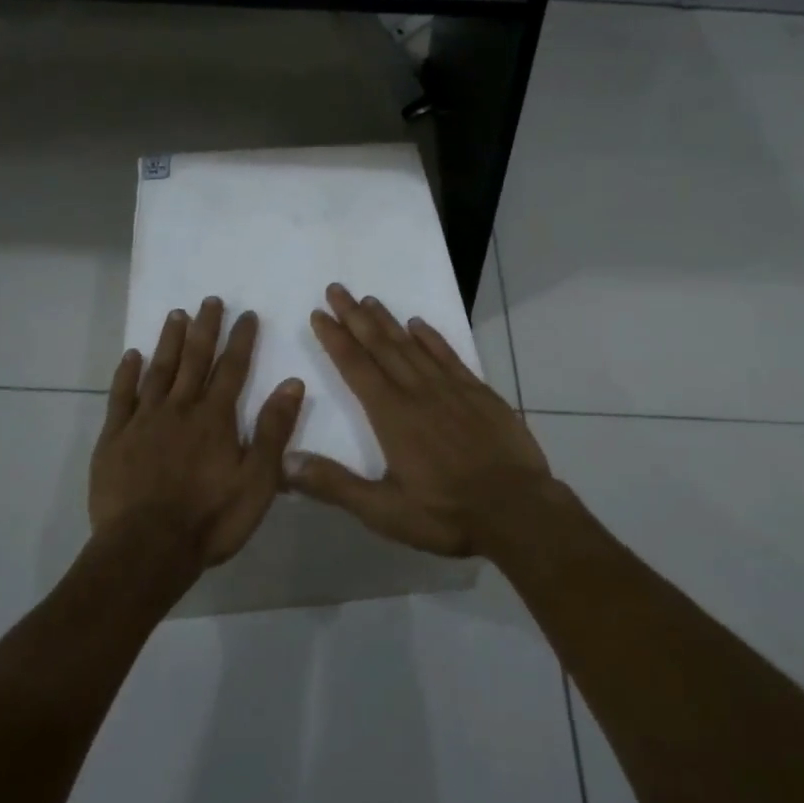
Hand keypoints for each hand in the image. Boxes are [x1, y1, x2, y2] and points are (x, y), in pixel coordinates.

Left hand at [91, 298, 305, 573]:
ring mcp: (144, 420)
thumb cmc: (209, 519)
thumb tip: (292, 383)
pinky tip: (131, 355)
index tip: (247, 313)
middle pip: (195, 359)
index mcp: (216, 417)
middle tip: (210, 300)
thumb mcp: (257, 481)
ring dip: (169, 341)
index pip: (233, 368)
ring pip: (159, 369)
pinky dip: (127, 373)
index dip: (242, 339)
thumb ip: (274, 430)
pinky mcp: (114, 437)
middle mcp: (181, 408)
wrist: (146, 550)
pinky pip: (121, 396)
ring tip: (176, 314)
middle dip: (205, 328)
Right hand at [286, 282, 550, 555]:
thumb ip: (334, 485)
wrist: (518, 510)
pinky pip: (449, 355)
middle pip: (380, 346)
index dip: (335, 339)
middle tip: (337, 289)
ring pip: (411, 345)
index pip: (355, 367)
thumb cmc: (446, 513)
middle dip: (355, 317)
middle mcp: (417, 392)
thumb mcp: (384, 511)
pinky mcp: (479, 392)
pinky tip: (420, 324)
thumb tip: (285, 461)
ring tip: (369, 299)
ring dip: (387, 321)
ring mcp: (451, 388)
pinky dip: (431, 337)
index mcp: (392, 416)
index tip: (319, 313)